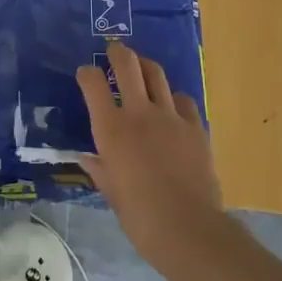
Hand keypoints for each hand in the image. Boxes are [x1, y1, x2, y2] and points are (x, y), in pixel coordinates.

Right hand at [76, 42, 237, 280]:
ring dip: (146, 67)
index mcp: (111, 130)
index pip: (93, 83)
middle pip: (128, 65)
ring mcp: (171, 117)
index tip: (85, 75)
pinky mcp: (196, 127)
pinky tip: (171, 107)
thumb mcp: (112, 194)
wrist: (190, 229)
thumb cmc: (141, 218)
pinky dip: (173, 97)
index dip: (87, 74)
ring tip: (142, 68)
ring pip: (157, 75)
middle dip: (118, 53)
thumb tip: (88, 158)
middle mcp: (139, 114)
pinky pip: (182, 100)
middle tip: (114, 51)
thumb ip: (100, 170)